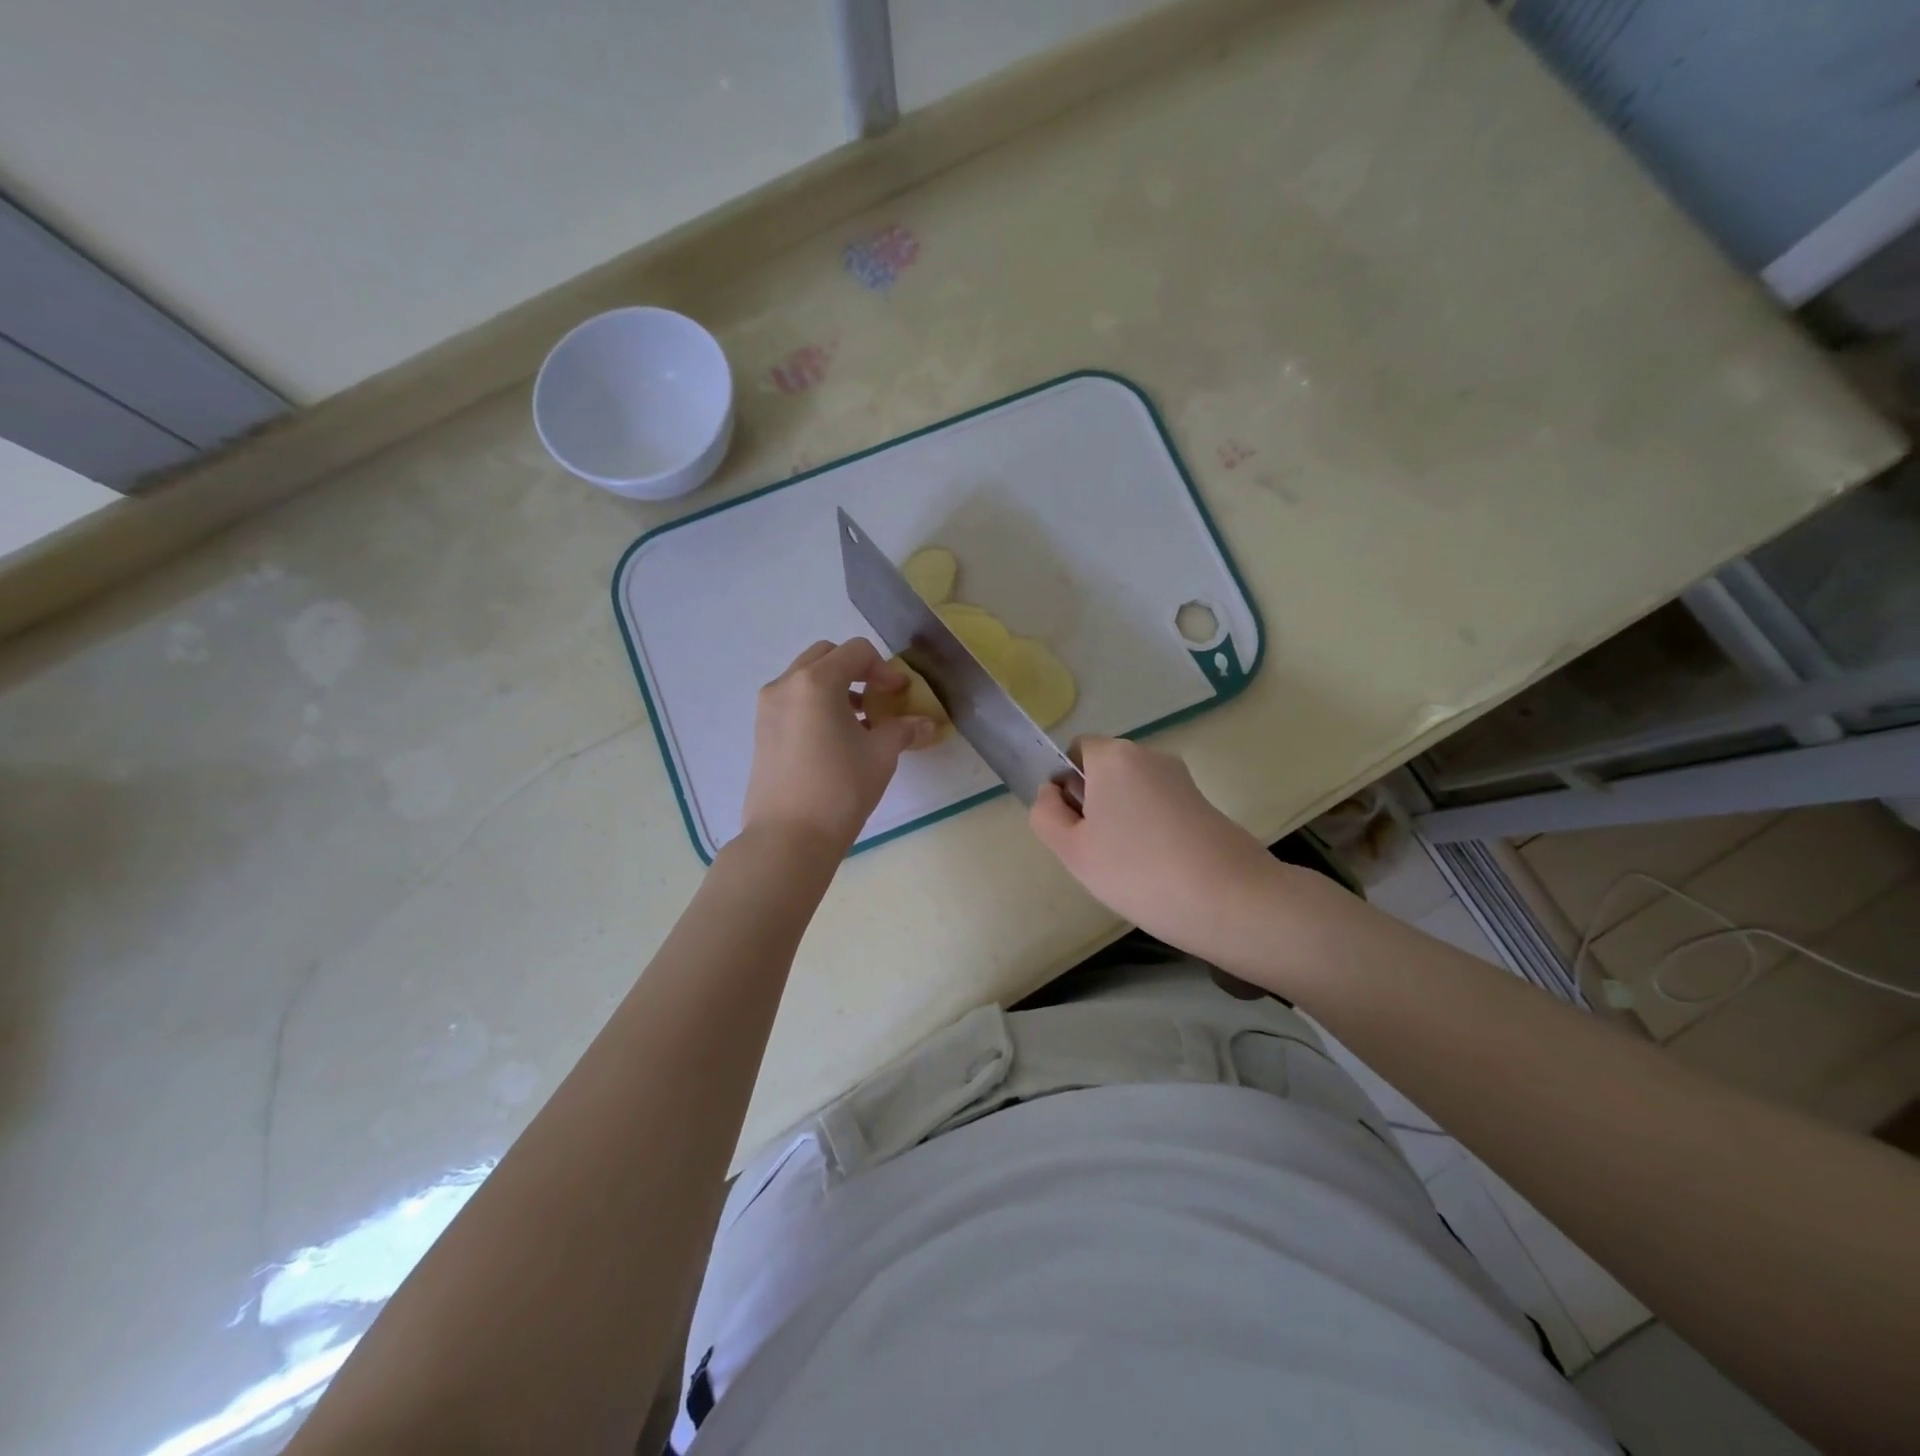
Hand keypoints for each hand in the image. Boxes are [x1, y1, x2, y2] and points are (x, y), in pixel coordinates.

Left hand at [742, 639, 939, 852]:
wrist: (788, 838)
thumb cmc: (840, 789)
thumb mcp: (881, 755)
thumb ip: (904, 730)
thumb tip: (929, 725)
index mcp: (816, 682)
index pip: (856, 651)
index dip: (885, 669)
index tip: (899, 695)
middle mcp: (786, 685)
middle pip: (827, 656)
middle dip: (857, 670)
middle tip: (878, 699)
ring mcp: (768, 707)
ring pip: (806, 678)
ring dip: (836, 687)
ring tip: (860, 723)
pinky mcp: (761, 731)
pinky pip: (793, 701)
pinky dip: (816, 705)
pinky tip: (835, 740)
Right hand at [1030, 737, 1281, 967]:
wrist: (1229, 899)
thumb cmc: (1136, 870)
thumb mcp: (1072, 849)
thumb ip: (1046, 814)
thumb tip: (1052, 793)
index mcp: (1114, 756)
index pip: (1076, 751)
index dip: (1065, 784)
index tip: (1072, 825)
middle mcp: (1149, 756)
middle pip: (1106, 770)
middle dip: (1094, 803)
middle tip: (1095, 851)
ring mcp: (1181, 779)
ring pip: (1133, 791)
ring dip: (1122, 819)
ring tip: (1128, 866)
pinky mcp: (1204, 804)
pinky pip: (1160, 807)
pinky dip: (1150, 830)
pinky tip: (1156, 869)